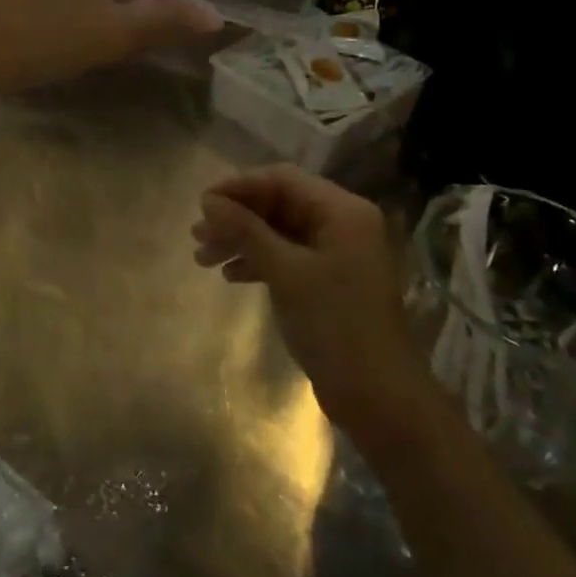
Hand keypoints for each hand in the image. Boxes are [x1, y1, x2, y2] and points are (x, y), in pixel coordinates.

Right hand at [193, 165, 428, 436]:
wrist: (378, 397)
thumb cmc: (335, 324)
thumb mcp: (286, 272)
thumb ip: (246, 231)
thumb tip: (208, 201)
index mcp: (343, 211)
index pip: (283, 180)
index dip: (240, 186)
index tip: (202, 203)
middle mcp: (342, 224)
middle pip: (279, 205)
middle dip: (236, 218)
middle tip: (197, 235)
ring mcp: (336, 254)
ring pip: (278, 232)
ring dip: (241, 241)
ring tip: (202, 258)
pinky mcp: (328, 281)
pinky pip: (286, 257)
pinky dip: (258, 262)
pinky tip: (230, 276)